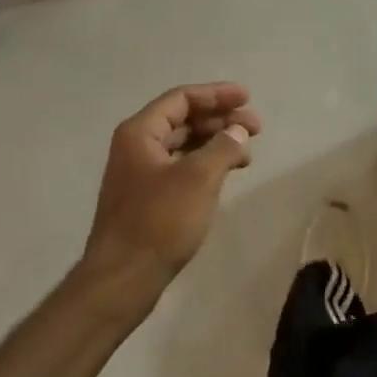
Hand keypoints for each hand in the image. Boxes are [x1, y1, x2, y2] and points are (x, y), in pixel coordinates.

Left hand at [79, 84, 261, 314]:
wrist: (121, 281)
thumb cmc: (159, 222)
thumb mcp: (199, 178)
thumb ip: (223, 146)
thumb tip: (237, 131)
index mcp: (140, 132)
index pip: (182, 98)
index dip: (217, 94)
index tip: (248, 98)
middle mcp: (136, 146)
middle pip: (183, 119)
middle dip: (220, 119)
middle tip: (255, 129)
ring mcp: (139, 174)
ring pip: (183, 145)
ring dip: (215, 143)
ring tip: (246, 154)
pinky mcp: (146, 199)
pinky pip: (180, 168)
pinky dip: (205, 164)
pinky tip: (225, 175)